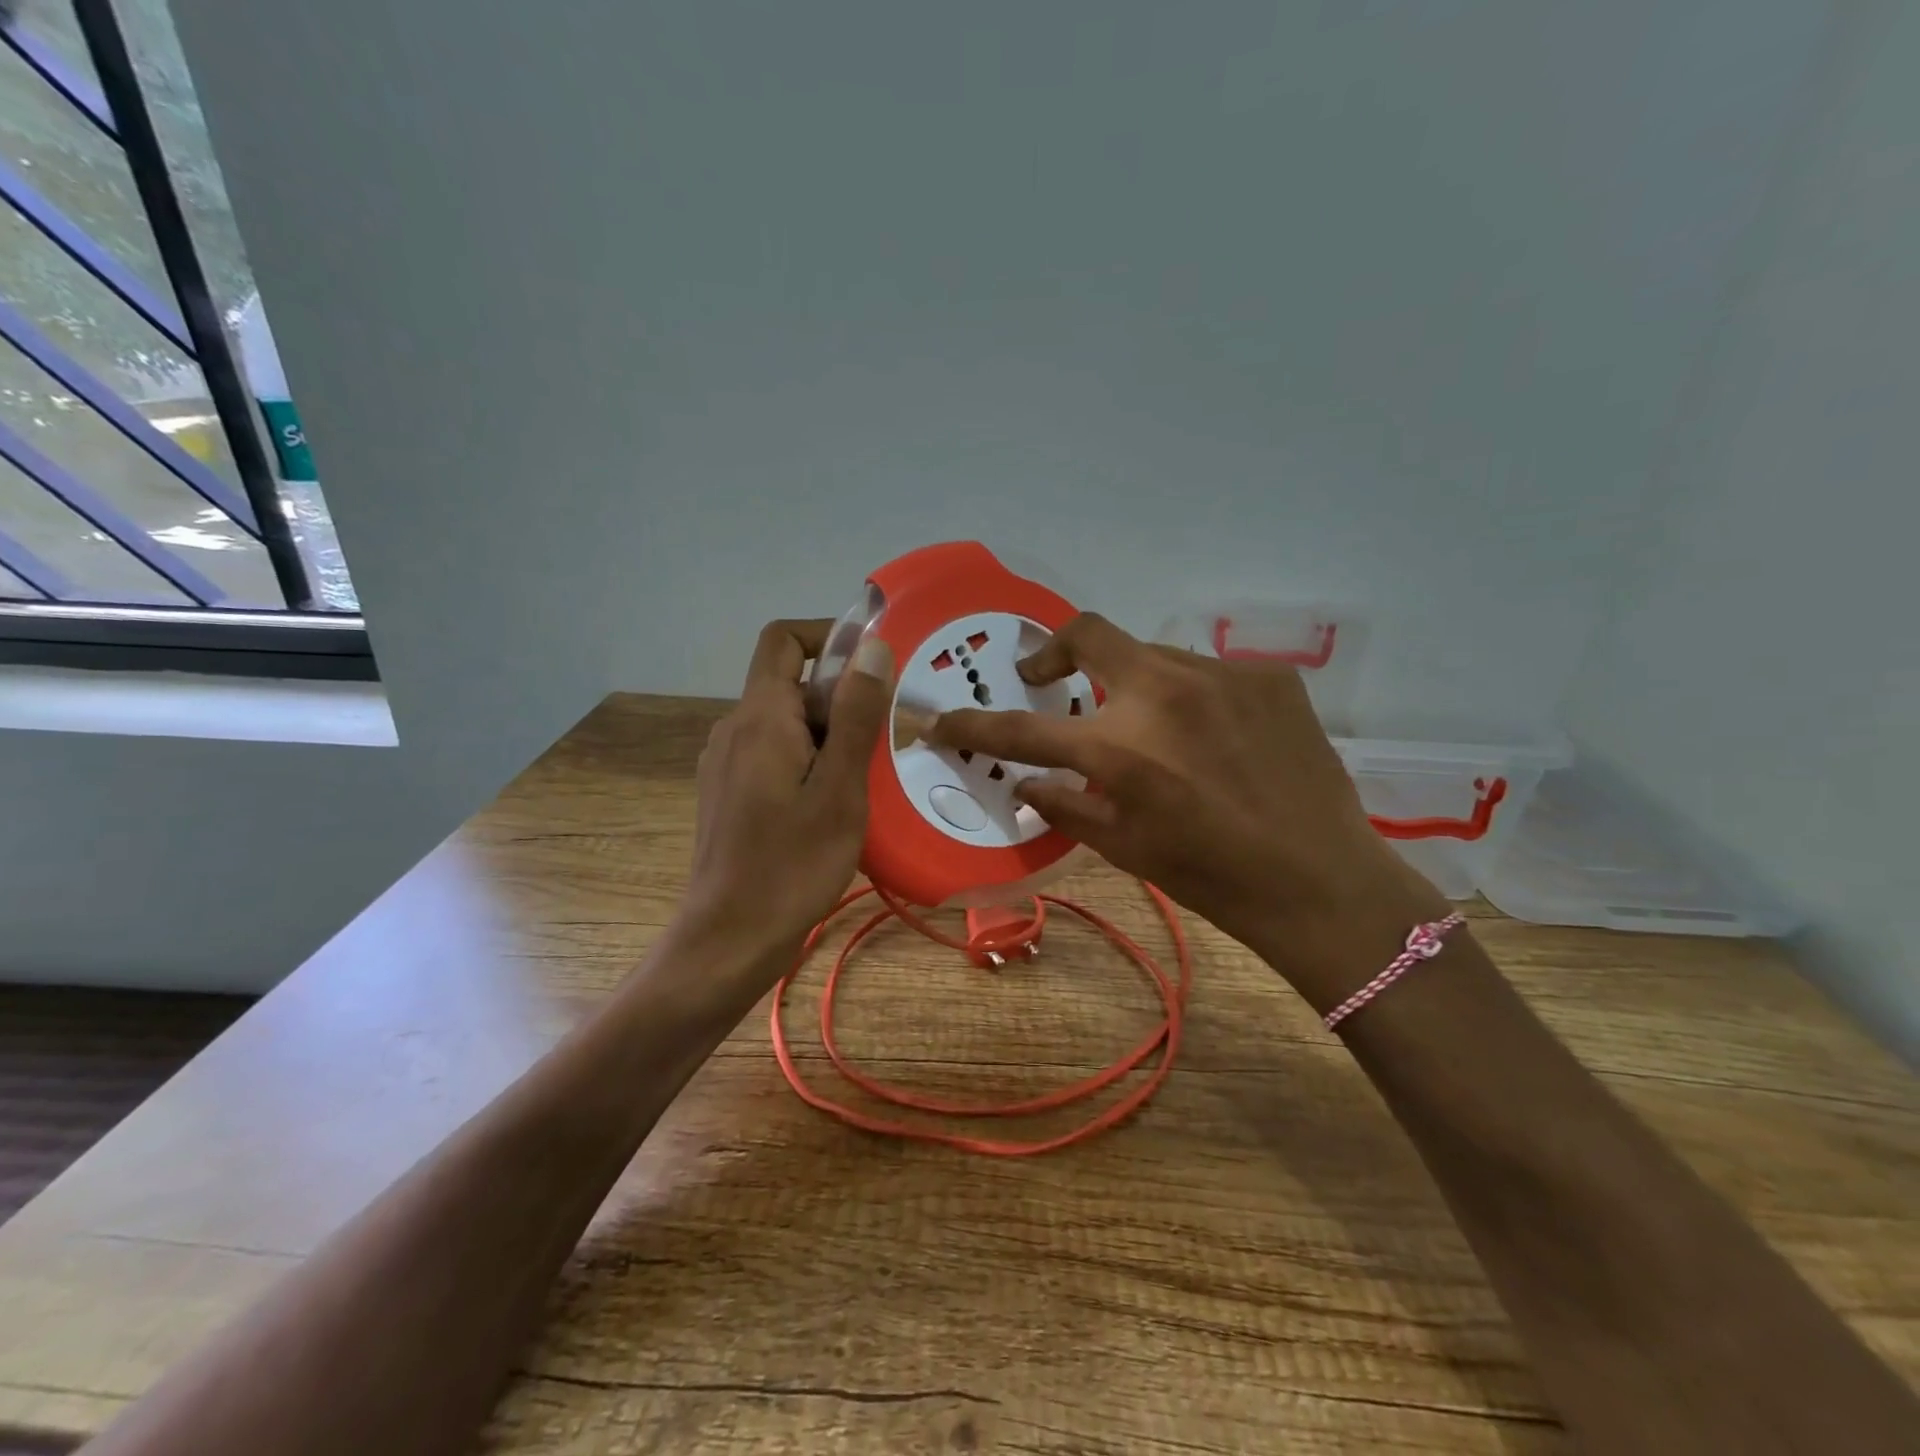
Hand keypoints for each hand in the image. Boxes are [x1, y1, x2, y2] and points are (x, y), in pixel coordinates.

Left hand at [681, 620, 892, 964]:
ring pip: (788, 725)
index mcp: (760, 717)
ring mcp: (726, 764)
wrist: (729, 940)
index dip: (829, 636)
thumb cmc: (792, 864)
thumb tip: (871, 647)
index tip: (874, 668)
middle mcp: (734, 730)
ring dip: (831, 737)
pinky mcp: (729, 794)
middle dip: (843, 702)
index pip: (785, 639)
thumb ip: (855, 714)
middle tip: (886, 745)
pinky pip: (776, 756)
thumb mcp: (840, 788)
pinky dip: (811, 763)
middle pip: (793, 686)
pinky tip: (835, 805)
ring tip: (867, 780)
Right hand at [929, 614, 1445, 1003]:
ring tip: (1150, 729)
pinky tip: (1212, 738)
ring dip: (1132, 684)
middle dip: (1052, 652)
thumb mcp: (1125, 848)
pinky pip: (1207, 673)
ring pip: (1151, 655)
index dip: (973, 725)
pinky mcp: (1268, 677)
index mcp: (1120, 749)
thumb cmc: (1211, 876)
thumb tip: (1028, 779)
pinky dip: (1190, 698)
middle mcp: (1164, 693)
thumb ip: (1066, 804)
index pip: (1022, 729)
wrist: (1320, 881)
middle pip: (1087, 632)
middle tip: (1047, 680)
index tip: (943, 720)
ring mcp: (1221, 675)